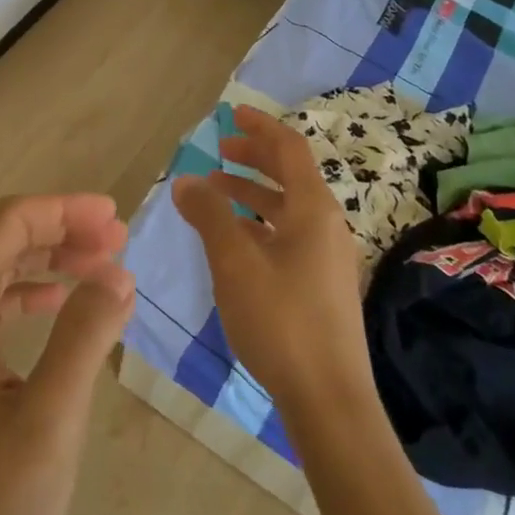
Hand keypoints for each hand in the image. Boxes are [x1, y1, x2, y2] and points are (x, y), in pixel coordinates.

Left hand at [0, 194, 135, 514]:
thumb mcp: (47, 425)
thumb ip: (82, 340)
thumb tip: (118, 273)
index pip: (9, 224)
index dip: (64, 210)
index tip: (116, 218)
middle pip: (1, 242)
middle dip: (62, 231)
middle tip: (119, 241)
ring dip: (49, 262)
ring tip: (102, 267)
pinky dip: (30, 296)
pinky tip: (59, 307)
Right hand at [172, 106, 375, 420]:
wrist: (329, 398)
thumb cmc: (281, 320)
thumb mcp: (234, 262)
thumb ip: (209, 215)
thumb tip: (186, 181)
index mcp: (313, 209)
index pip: (289, 149)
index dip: (260, 128)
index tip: (231, 116)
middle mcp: (326, 225)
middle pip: (290, 175)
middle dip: (254, 159)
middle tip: (219, 151)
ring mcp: (327, 256)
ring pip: (287, 208)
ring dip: (252, 193)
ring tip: (214, 193)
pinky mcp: (321, 284)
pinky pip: (288, 235)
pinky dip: (259, 224)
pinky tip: (233, 240)